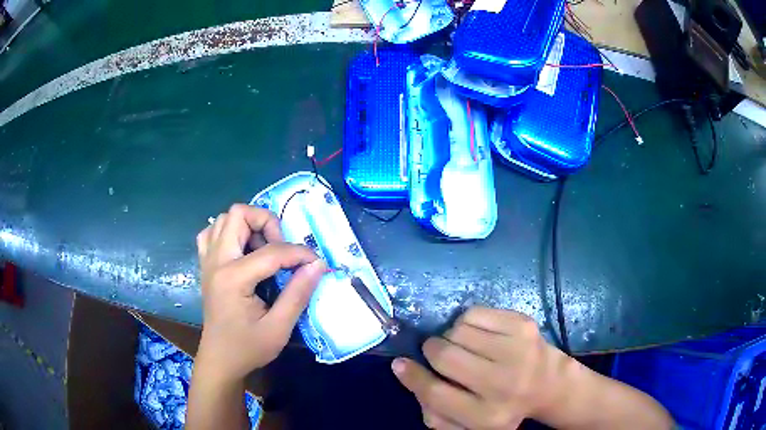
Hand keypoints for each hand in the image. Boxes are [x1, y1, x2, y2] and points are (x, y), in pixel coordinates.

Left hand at [195, 204, 325, 381]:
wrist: (220, 360)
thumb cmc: (248, 348)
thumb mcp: (279, 328)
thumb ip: (298, 293)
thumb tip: (317, 265)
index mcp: (233, 278)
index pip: (272, 251)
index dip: (300, 253)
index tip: (316, 263)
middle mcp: (216, 261)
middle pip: (239, 214)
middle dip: (267, 223)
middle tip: (281, 249)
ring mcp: (207, 261)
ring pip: (224, 219)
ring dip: (248, 226)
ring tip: (264, 250)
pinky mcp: (206, 265)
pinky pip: (212, 233)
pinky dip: (229, 233)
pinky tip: (242, 251)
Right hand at [392, 307, 575, 429]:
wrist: (549, 384)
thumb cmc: (502, 407)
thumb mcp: (468, 425)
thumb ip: (433, 412)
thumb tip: (406, 371)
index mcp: (486, 416)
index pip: (436, 394)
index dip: (412, 376)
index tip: (400, 364)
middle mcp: (503, 384)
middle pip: (445, 356)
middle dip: (431, 350)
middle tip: (437, 352)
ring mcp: (517, 350)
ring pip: (457, 330)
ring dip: (451, 336)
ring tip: (464, 346)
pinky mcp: (523, 325)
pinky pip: (474, 312)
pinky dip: (467, 321)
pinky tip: (479, 335)